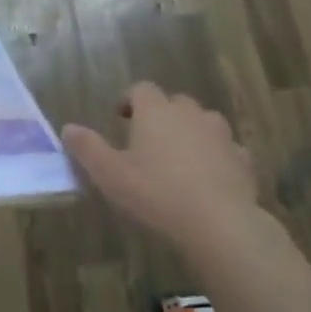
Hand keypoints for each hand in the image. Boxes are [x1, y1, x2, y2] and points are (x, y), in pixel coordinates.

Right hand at [63, 83, 258, 248]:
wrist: (219, 222)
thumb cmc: (156, 193)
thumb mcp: (110, 174)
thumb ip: (87, 148)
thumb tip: (68, 128)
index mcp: (156, 111)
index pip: (141, 89)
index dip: (130, 100)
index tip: (121, 118)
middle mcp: (190, 113)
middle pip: (174, 102)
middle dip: (161, 115)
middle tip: (148, 141)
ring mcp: (221, 134)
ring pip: (204, 122)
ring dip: (191, 132)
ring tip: (180, 158)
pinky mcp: (243, 159)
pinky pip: (227, 150)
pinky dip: (217, 157)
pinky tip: (210, 178)